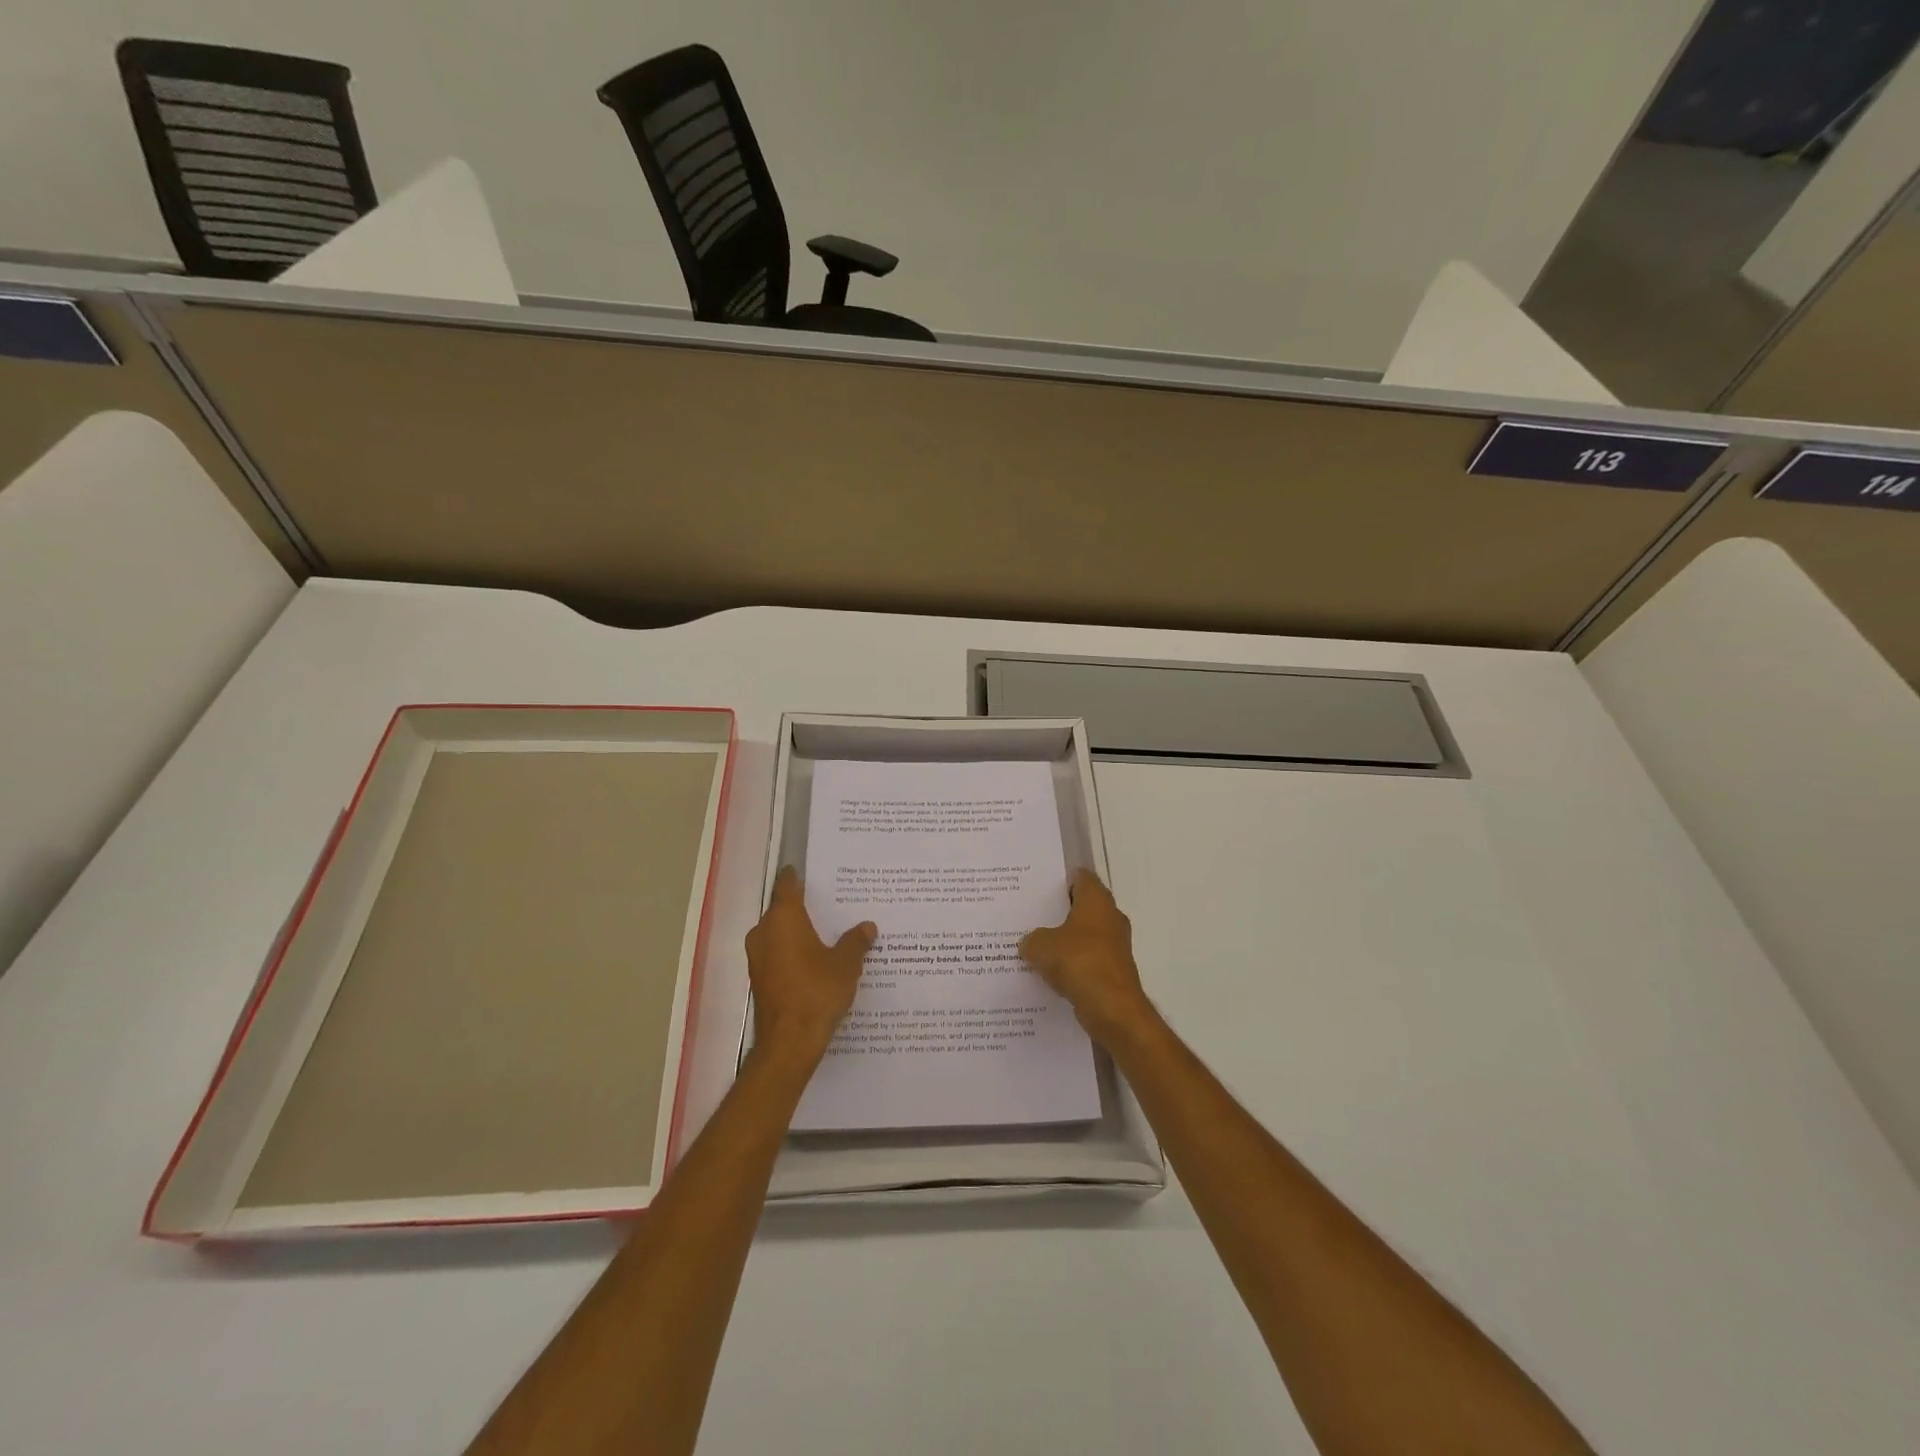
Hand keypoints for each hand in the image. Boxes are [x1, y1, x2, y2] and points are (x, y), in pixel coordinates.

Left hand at [745, 866, 875, 1066]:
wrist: (789, 1043)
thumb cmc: (817, 992)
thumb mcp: (846, 964)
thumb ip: (856, 941)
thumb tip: (867, 926)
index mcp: (783, 918)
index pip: (787, 885)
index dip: (797, 875)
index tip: (809, 870)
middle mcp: (764, 932)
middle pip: (782, 910)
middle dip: (804, 907)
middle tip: (831, 903)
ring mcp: (757, 957)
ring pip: (779, 933)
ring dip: (798, 932)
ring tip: (827, 932)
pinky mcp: (759, 978)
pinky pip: (777, 954)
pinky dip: (793, 952)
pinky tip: (815, 960)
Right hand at [1020, 871, 1154, 1045]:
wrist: (1112, 1008)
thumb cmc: (1078, 962)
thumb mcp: (1041, 946)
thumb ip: (1031, 939)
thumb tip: (1029, 943)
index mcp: (1096, 901)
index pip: (1081, 877)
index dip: (1060, 880)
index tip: (1039, 887)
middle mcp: (1110, 917)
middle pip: (1082, 906)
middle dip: (1059, 912)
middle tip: (1030, 915)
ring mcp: (1115, 946)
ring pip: (1084, 935)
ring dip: (1064, 940)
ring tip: (1035, 945)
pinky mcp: (1113, 971)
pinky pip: (1087, 960)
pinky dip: (1071, 964)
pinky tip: (1049, 972)